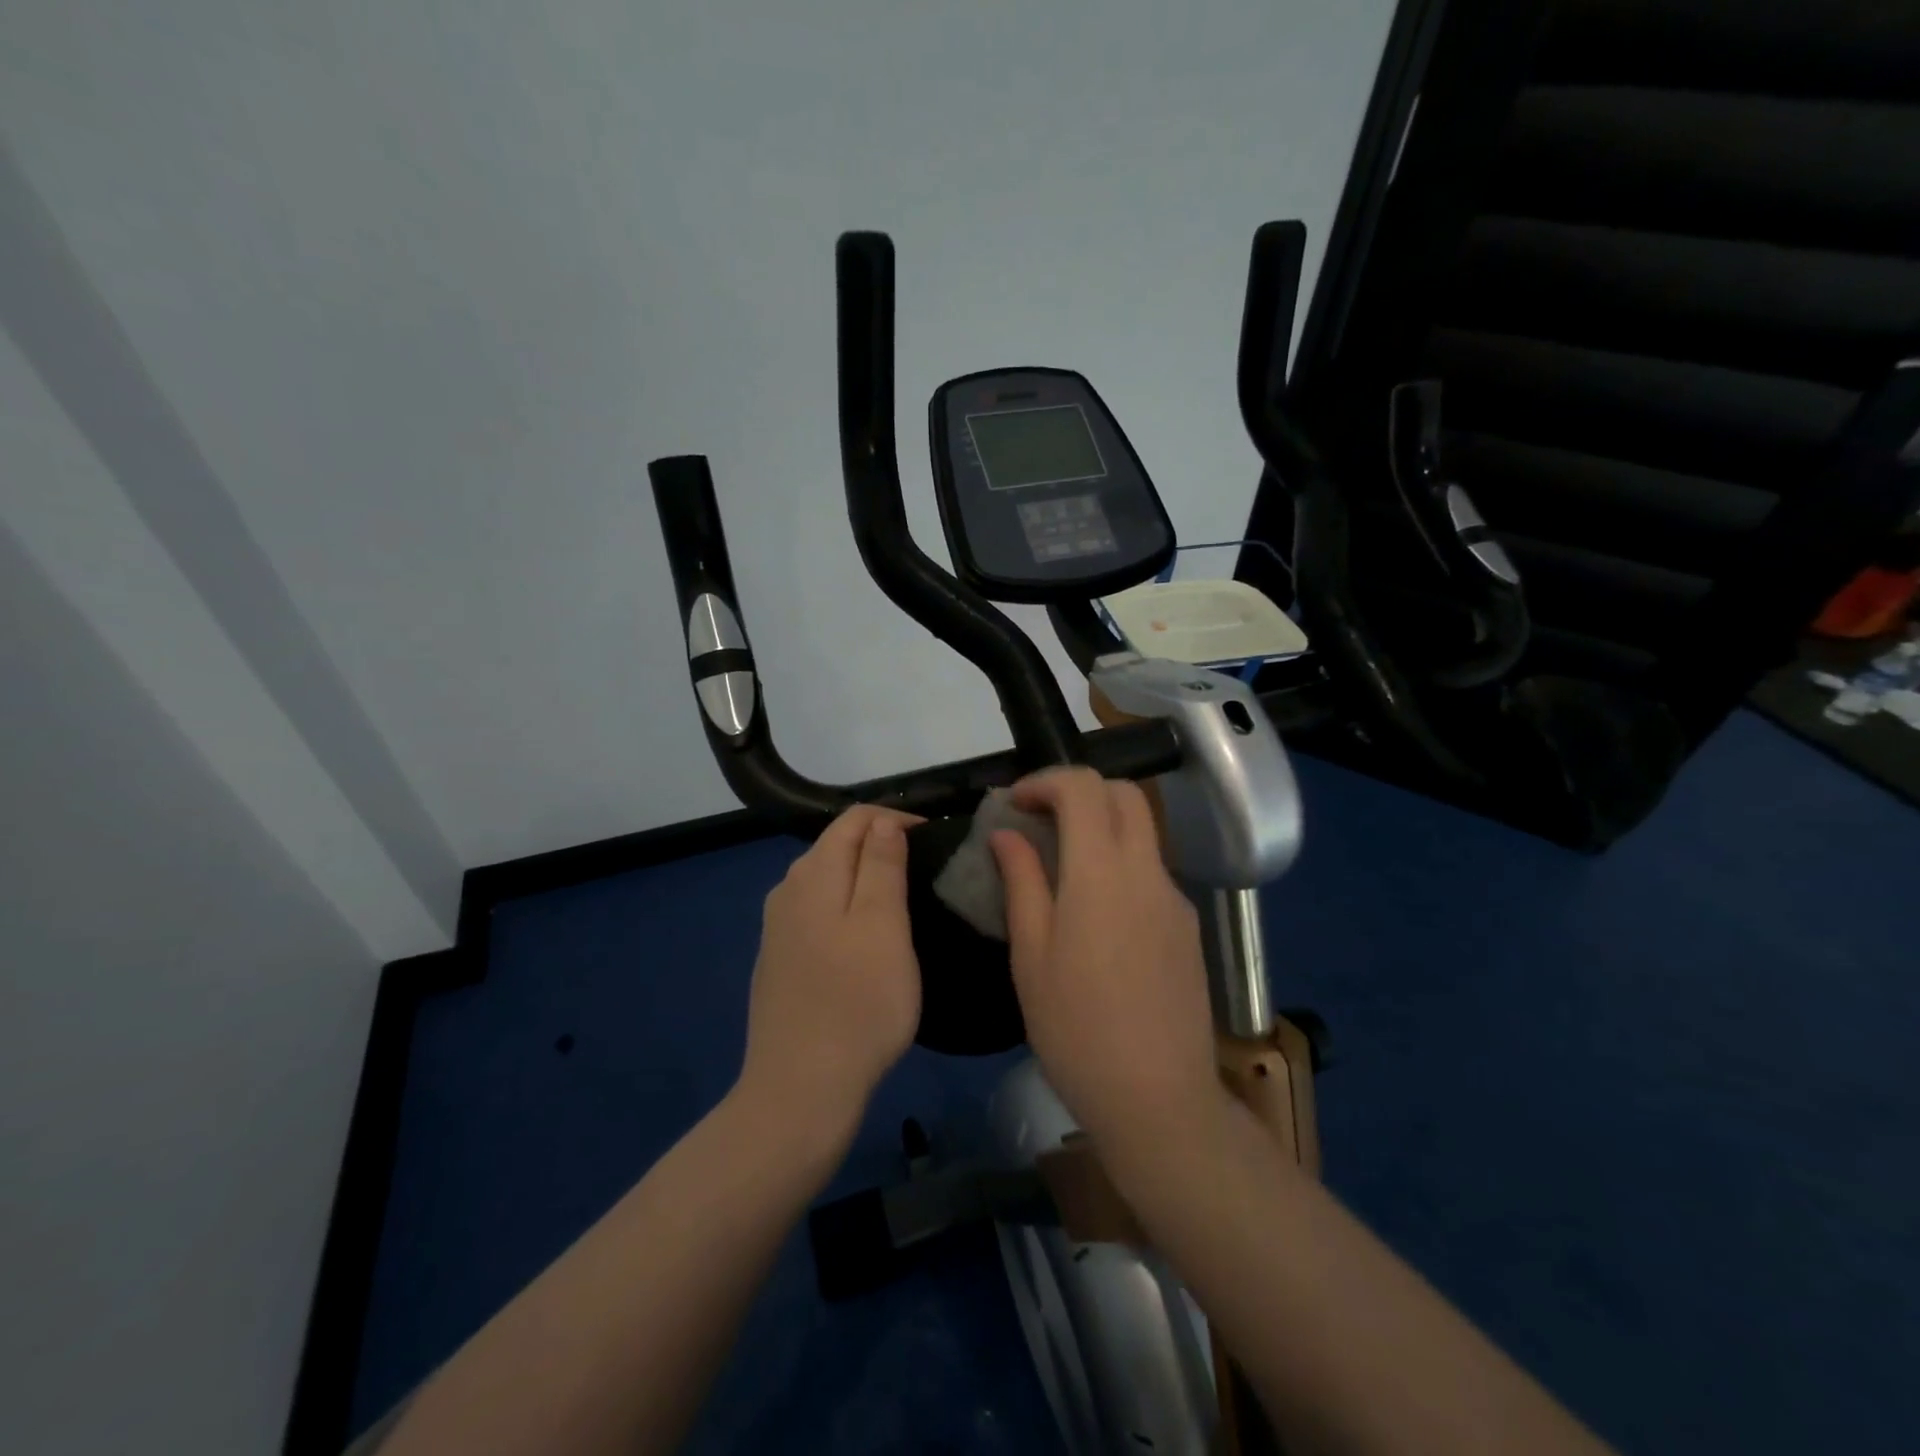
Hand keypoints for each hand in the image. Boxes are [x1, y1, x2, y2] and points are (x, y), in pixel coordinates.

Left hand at [736, 805, 923, 1142]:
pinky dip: (847, 907)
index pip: (855, 819)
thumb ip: (881, 865)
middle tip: (927, 869)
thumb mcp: (883, 925)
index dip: (897, 819)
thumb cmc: (857, 1003)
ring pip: (827, 880)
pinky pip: (818, 912)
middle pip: (837, 845)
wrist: (800, 1090)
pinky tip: (867, 937)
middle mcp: (787, 890)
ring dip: (865, 877)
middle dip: (881, 844)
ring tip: (905, 898)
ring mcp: (778, 928)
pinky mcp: (779, 960)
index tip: (936, 840)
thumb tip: (884, 823)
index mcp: (813, 873)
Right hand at [991, 768, 1222, 1155]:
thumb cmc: (1076, 1029)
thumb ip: (1022, 881)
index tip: (1016, 804)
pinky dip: (1120, 864)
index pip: (1084, 787)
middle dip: (1079, 791)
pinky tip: (1096, 915)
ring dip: (1101, 827)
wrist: (1158, 1098)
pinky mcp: (1188, 926)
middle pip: (1125, 794)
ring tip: (1060, 868)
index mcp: (1102, 873)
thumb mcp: (1031, 955)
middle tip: (1040, 822)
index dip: (1046, 780)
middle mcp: (1148, 871)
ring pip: (1142, 831)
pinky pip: (1151, 872)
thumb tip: (1007, 834)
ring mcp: (1175, 898)